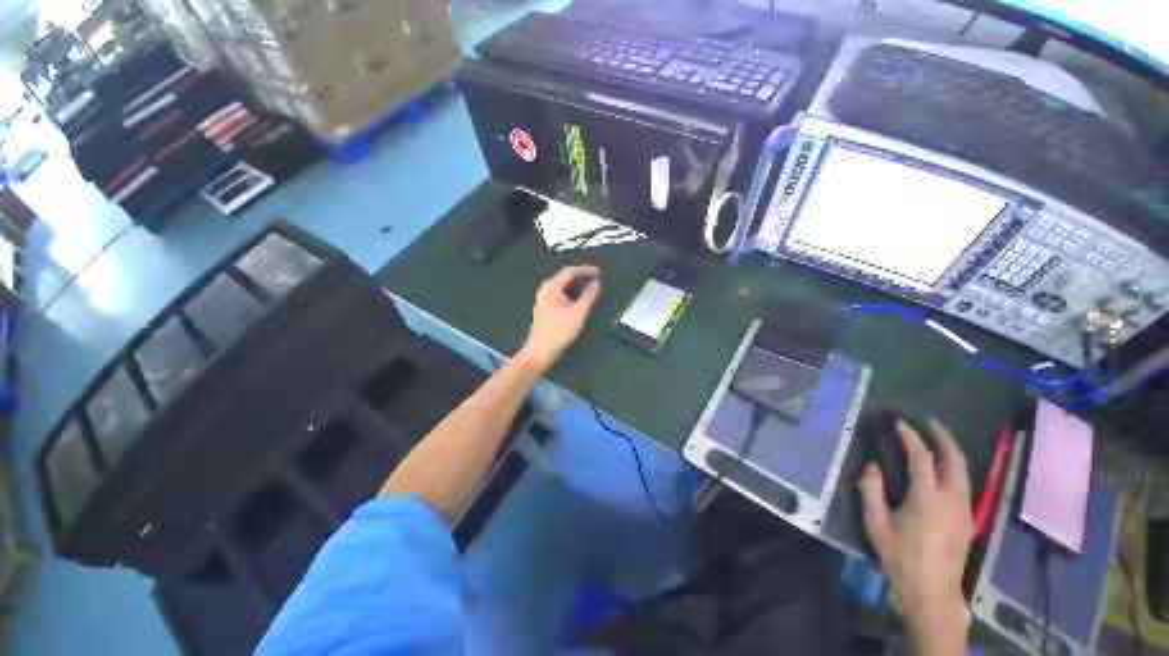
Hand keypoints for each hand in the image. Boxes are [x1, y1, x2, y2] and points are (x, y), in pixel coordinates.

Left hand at [519, 265, 599, 369]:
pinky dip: (570, 292)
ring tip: (589, 286)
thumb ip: (588, 296)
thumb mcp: (578, 312)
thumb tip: (596, 283)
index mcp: (551, 287)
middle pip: (563, 277)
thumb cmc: (560, 330)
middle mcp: (545, 290)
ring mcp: (543, 299)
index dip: (585, 270)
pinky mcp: (544, 308)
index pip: (569, 271)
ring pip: (561, 286)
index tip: (599, 272)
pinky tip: (577, 298)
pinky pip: (559, 293)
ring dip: (575, 284)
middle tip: (595, 277)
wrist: (540, 350)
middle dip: (580, 275)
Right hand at [858, 419, 972, 653]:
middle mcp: (952, 499)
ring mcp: (965, 509)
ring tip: (937, 438)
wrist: (932, 590)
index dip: (911, 438)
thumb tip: (872, 466)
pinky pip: (964, 483)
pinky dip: (955, 466)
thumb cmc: (901, 556)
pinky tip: (944, 467)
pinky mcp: (968, 517)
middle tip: (928, 422)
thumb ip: (871, 491)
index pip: (922, 459)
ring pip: (964, 471)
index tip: (900, 424)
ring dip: (951, 450)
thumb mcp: (876, 524)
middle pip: (954, 460)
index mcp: (927, 499)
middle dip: (942, 437)